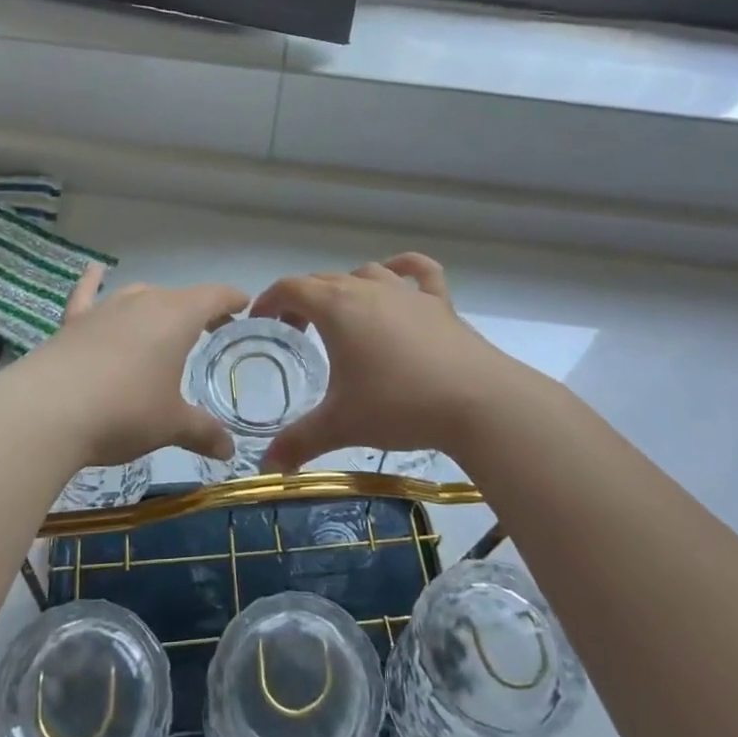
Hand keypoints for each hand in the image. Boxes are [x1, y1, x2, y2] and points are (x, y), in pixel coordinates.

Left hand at [9, 265, 248, 469]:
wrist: (47, 411)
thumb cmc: (124, 412)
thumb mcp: (171, 425)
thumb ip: (203, 432)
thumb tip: (229, 450)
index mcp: (176, 317)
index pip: (214, 296)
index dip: (232, 299)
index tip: (243, 305)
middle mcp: (143, 302)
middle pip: (178, 296)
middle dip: (197, 309)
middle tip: (209, 329)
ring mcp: (105, 309)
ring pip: (138, 295)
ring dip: (155, 305)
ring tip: (163, 321)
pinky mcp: (72, 322)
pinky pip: (87, 294)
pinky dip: (93, 281)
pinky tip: (96, 270)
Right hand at [248, 254, 522, 471]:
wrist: (477, 402)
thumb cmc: (398, 406)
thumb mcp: (341, 425)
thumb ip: (298, 442)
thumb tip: (268, 468)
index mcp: (336, 308)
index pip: (290, 288)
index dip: (269, 301)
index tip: (260, 322)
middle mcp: (368, 289)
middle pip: (323, 279)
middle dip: (301, 299)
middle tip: (295, 331)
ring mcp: (406, 292)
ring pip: (366, 273)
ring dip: (346, 287)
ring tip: (341, 314)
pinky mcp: (439, 303)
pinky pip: (419, 271)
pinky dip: (403, 268)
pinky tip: (397, 276)